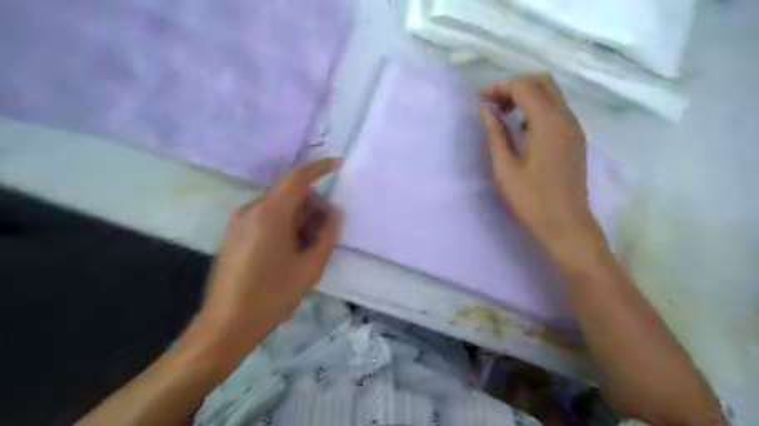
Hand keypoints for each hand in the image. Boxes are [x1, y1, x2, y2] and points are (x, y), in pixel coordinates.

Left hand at [192, 159, 342, 367]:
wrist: (227, 325)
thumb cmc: (273, 295)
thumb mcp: (310, 267)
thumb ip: (327, 234)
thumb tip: (335, 213)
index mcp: (270, 213)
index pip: (298, 177)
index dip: (319, 168)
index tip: (338, 165)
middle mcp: (251, 210)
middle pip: (289, 193)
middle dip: (313, 205)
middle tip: (327, 230)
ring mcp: (239, 221)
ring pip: (278, 206)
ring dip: (299, 217)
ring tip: (308, 246)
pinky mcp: (234, 234)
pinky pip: (266, 217)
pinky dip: (284, 224)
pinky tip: (290, 250)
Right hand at [482, 76, 602, 257]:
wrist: (565, 223)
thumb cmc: (531, 199)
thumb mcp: (505, 167)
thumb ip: (495, 134)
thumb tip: (485, 110)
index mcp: (548, 123)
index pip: (524, 86)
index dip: (499, 87)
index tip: (479, 100)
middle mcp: (566, 117)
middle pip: (542, 82)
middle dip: (514, 86)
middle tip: (492, 105)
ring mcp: (574, 127)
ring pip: (551, 94)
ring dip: (526, 96)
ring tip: (503, 115)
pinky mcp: (575, 138)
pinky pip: (556, 110)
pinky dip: (536, 109)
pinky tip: (522, 129)